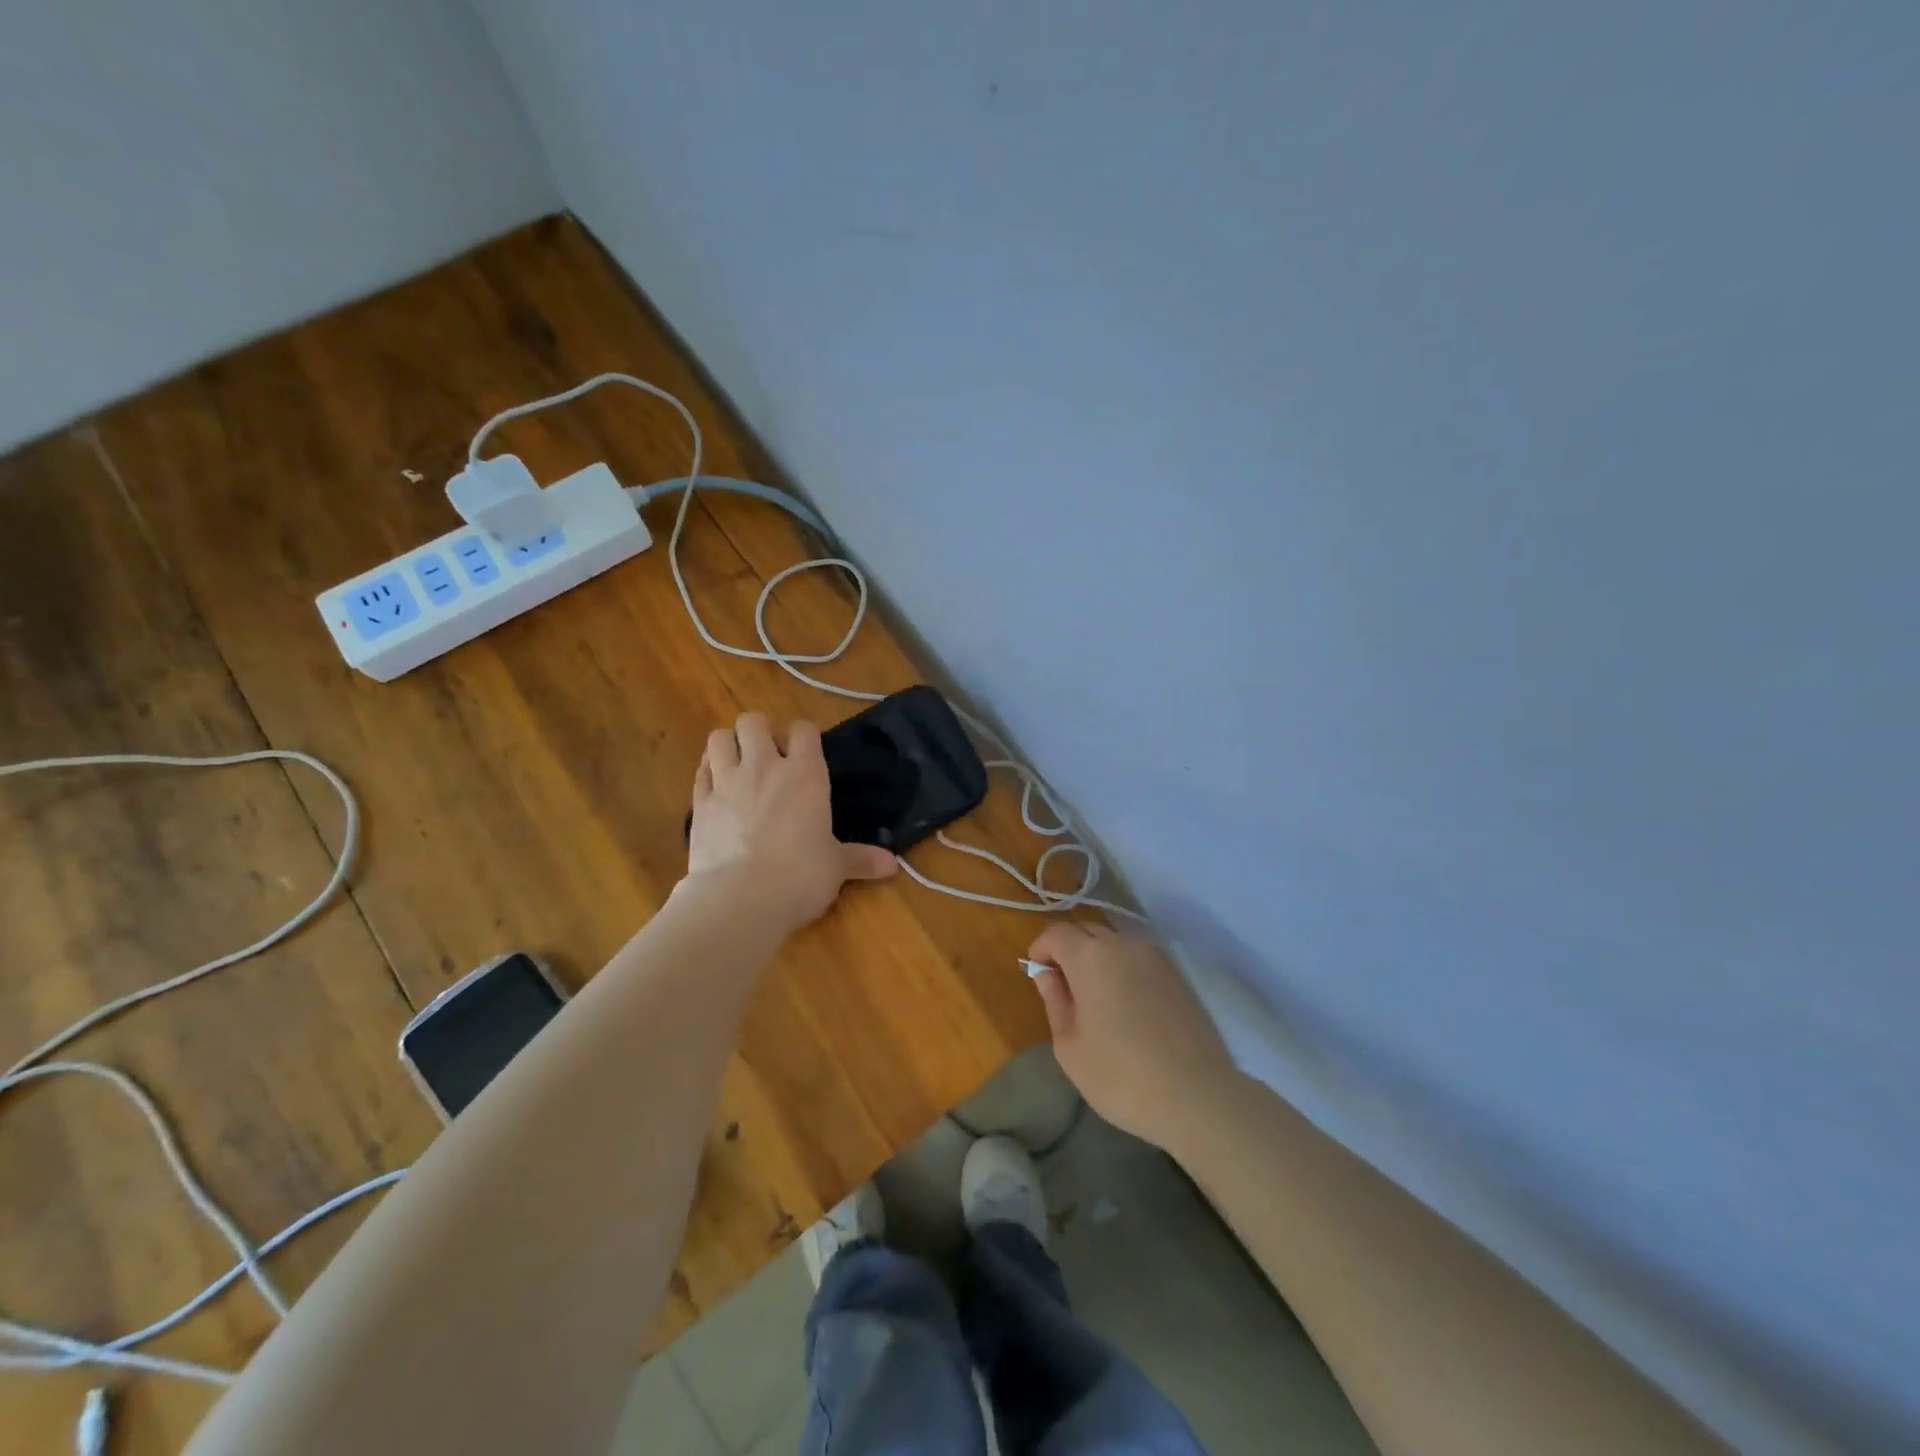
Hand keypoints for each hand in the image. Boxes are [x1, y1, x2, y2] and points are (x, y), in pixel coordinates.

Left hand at [686, 713, 896, 930]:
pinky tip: (716, 784)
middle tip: (769, 754)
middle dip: (760, 730)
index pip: (803, 729)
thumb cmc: (800, 877)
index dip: (804, 734)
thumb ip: (862, 859)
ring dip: (728, 744)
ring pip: (719, 738)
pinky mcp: (700, 805)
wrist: (740, 899)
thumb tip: (894, 865)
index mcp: (805, 774)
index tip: (806, 749)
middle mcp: (764, 767)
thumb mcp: (836, 867)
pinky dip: (708, 771)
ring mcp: (727, 783)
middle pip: (753, 721)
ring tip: (738, 763)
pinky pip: (700, 771)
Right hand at [1028, 923, 1235, 1152]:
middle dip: (1069, 949)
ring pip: (1115, 942)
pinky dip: (1123, 968)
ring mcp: (1156, 957)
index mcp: (1091, 957)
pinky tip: (1126, 1004)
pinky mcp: (1178, 974)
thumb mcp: (1070, 1047)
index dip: (1041, 950)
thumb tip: (1048, 974)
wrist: (1199, 1097)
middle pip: (1087, 930)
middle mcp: (1124, 944)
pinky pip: (1139, 958)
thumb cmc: (1122, 1077)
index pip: (1056, 934)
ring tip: (1096, 997)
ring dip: (1098, 957)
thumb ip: (1055, 1001)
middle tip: (1064, 987)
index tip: (1037, 975)